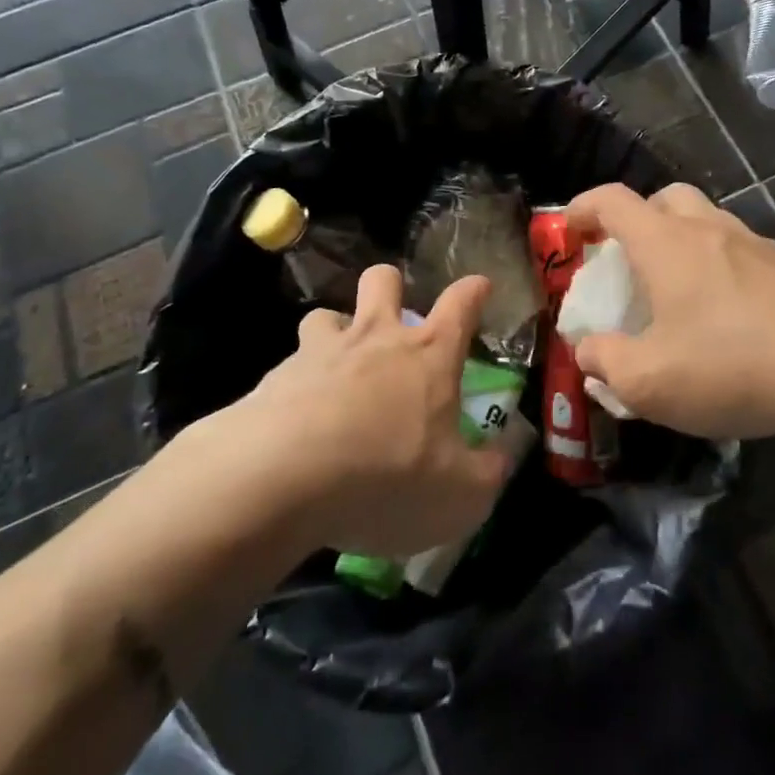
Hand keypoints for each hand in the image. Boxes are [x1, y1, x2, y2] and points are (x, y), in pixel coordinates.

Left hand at [233, 265, 513, 556]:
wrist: (281, 479)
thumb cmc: (387, 477)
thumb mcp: (459, 495)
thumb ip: (486, 473)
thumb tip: (500, 457)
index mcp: (428, 356)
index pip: (461, 304)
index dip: (474, 291)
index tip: (480, 286)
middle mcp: (375, 339)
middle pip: (382, 280)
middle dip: (390, 286)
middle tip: (392, 317)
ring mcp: (320, 353)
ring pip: (326, 315)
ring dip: (335, 332)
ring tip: (336, 366)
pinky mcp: (274, 379)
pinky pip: (289, 368)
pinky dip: (296, 385)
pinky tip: (295, 421)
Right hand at [565, 183, 774, 439]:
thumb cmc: (732, 365)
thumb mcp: (649, 381)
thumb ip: (606, 362)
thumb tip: (589, 350)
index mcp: (665, 243)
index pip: (612, 200)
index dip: (582, 208)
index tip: (568, 229)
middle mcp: (708, 229)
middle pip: (664, 198)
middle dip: (637, 219)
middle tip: (626, 259)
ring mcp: (754, 244)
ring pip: (705, 222)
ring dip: (680, 242)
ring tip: (674, 293)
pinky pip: (737, 252)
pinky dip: (716, 267)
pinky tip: (723, 316)